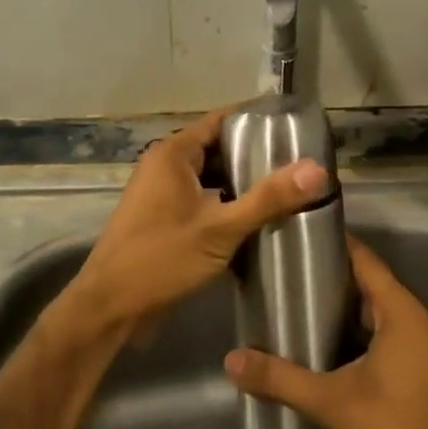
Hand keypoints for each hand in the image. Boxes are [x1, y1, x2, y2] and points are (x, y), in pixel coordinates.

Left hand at [60, 106, 329, 340]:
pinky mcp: (164, 220)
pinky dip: (227, 205)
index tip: (294, 125)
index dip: (256, 120)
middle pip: (218, 149)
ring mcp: (162, 194)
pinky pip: (203, 201)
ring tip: (288, 189)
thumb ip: (267, 199)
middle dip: (256, 156)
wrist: (109, 308)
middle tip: (300, 162)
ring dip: (242, 184)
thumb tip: (317, 170)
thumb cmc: (160, 259)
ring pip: (211, 178)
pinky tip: (258, 220)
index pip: (221, 121)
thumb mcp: (219, 229)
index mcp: (173, 154)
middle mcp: (165, 167)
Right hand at [224, 236, 427, 428]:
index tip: (303, 239)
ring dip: (356, 316)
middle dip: (338, 285)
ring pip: (389, 318)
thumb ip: (281, 378)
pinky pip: (401, 341)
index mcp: (405, 313)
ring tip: (311, 315)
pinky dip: (373, 339)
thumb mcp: (331, 403)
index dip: (336, 247)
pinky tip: (342, 355)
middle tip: (296, 282)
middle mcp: (425, 322)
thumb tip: (232, 360)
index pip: (366, 261)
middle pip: (377, 289)